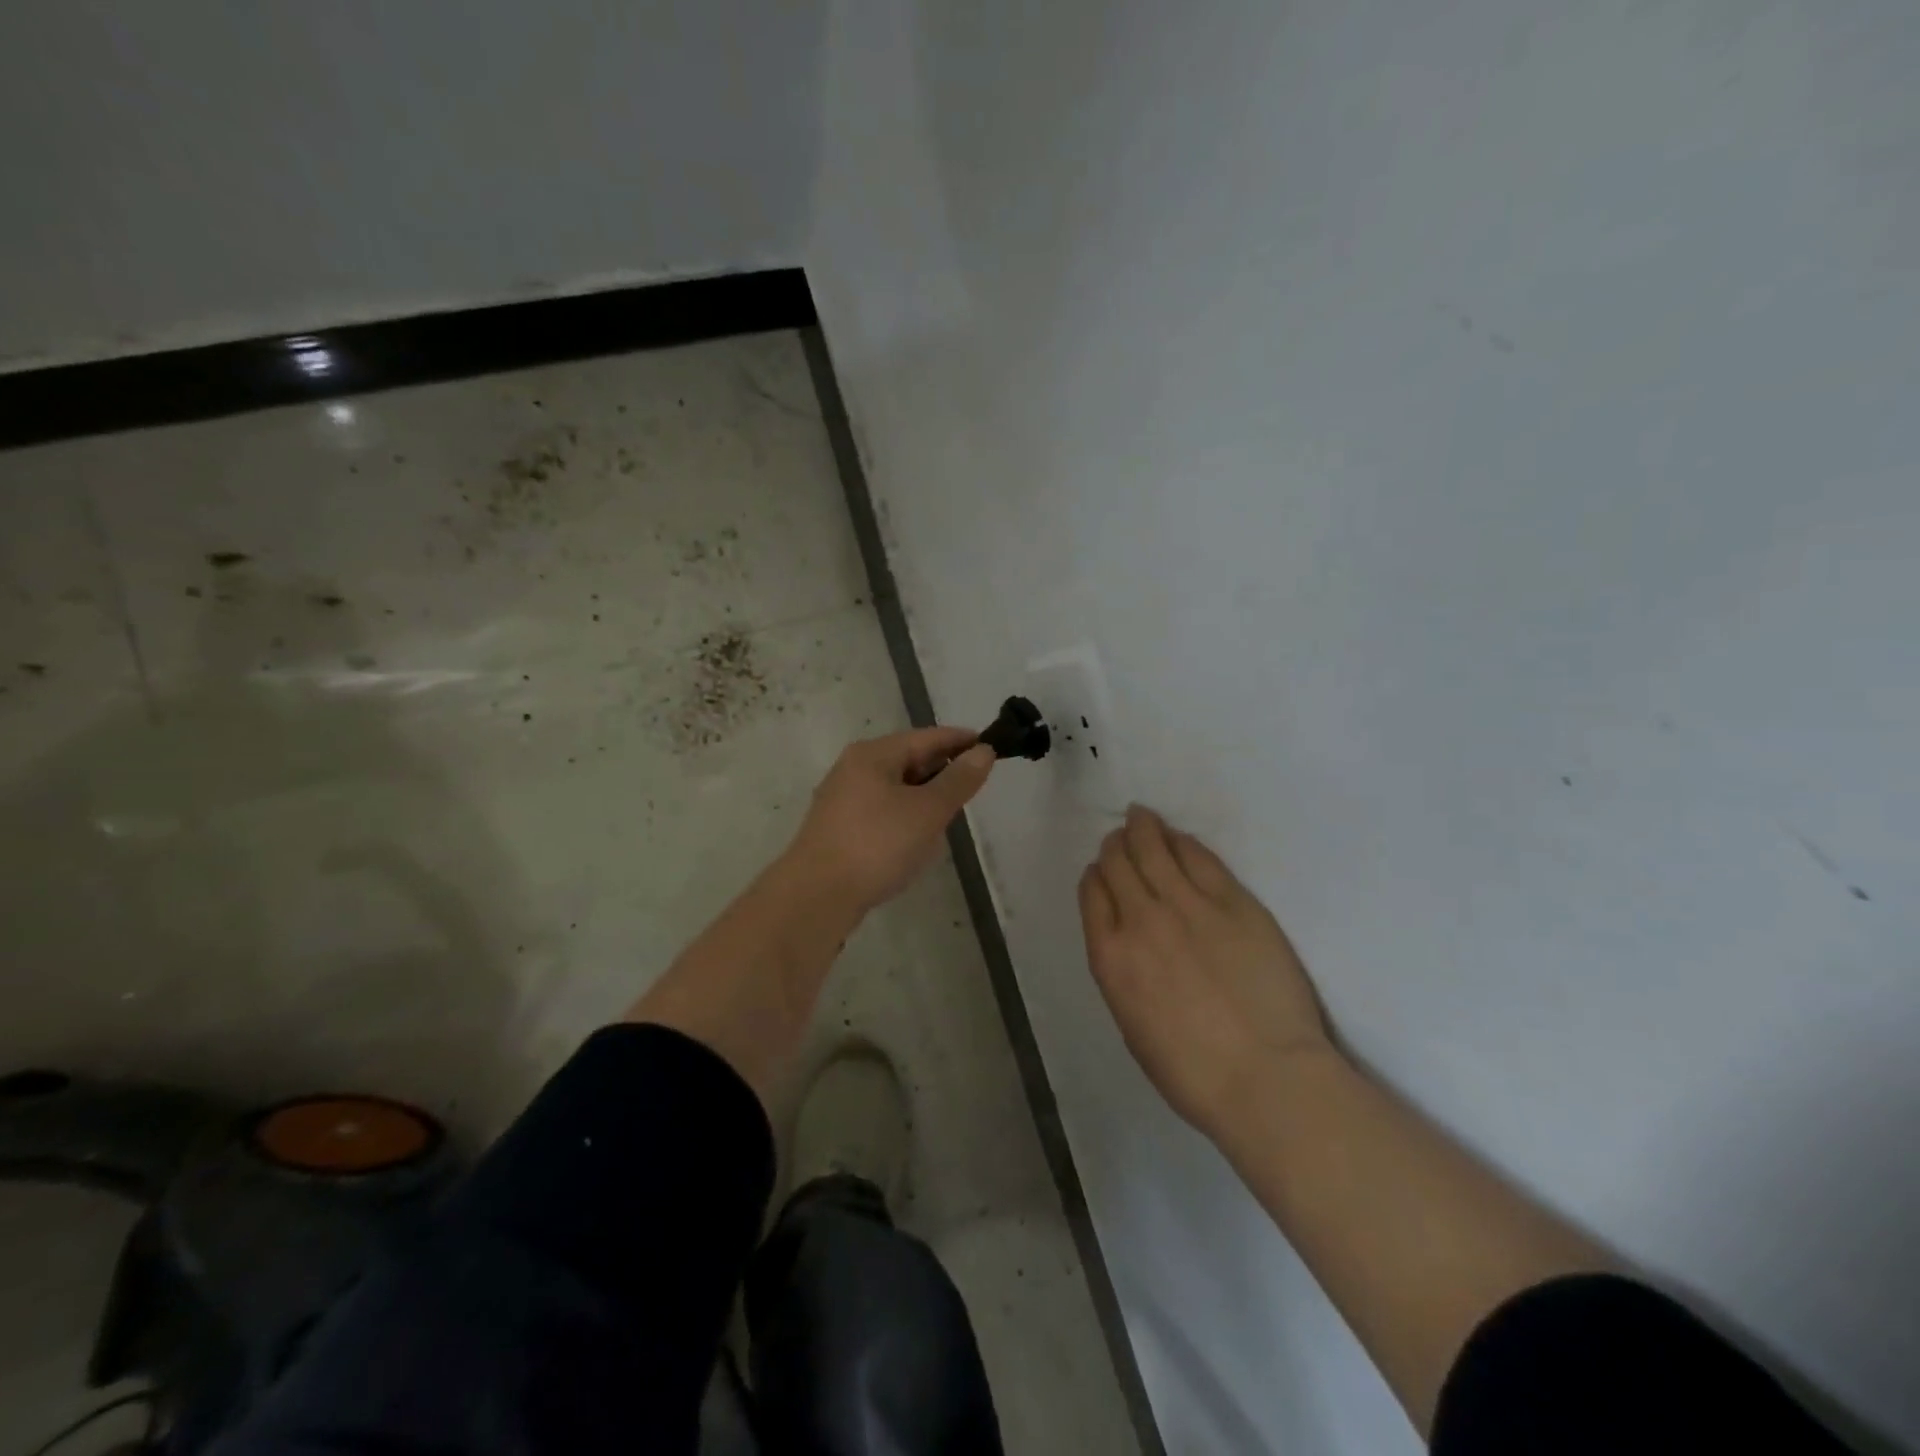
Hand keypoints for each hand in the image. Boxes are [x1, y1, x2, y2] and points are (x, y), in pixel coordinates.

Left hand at [785, 726, 995, 912]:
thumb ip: (958, 780)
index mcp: (874, 754)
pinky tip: (916, 843)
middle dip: (942, 772)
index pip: (927, 737)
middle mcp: (854, 769)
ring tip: (948, 818)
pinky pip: (883, 814)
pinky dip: (905, 820)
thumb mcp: (928, 811)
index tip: (992, 746)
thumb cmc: (877, 844)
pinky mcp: (839, 829)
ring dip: (924, 800)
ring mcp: (843, 800)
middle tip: (973, 787)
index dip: (960, 741)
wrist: (816, 896)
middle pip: (909, 761)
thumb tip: (983, 751)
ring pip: (896, 789)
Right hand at [1079, 806, 1332, 1135]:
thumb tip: (1127, 944)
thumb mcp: (1132, 1026)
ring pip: (1154, 848)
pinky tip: (1178, 837)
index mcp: (1110, 957)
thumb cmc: (1193, 1072)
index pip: (1093, 893)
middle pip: (1119, 863)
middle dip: (1115, 846)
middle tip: (1120, 836)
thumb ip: (1123, 974)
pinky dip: (1181, 842)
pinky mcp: (1233, 901)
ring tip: (1140, 816)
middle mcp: (1141, 919)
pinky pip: (1199, 857)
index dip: (1096, 875)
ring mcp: (1188, 905)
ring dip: (1142, 828)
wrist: (1267, 1079)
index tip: (1101, 870)